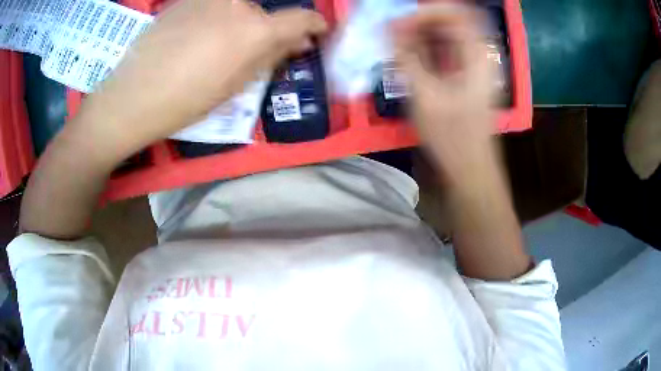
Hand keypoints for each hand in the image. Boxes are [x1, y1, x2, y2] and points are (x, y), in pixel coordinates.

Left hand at [74, 0, 326, 160]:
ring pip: (239, 6)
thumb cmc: (185, 101)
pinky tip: (197, 37)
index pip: (302, 18)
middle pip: (265, 12)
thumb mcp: (235, 86)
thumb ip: (271, 57)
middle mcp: (238, 3)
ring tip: (217, 46)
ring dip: (240, 22)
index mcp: (255, 30)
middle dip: (266, 29)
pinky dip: (217, 17)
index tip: (316, 31)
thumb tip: (298, 43)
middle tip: (253, 50)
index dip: (315, 24)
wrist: (132, 95)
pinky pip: (214, 5)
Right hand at [392, 4, 496, 185]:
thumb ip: (407, 56)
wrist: (472, 169)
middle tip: (395, 30)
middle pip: (452, 19)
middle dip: (421, 20)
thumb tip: (390, 28)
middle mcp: (480, 54)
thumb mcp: (425, 95)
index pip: (455, 12)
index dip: (426, 11)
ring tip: (398, 42)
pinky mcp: (467, 74)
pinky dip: (427, 46)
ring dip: (422, 33)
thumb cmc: (452, 138)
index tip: (400, 22)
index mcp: (478, 55)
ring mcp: (475, 64)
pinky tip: (410, 56)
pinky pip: (447, 48)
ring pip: (448, 33)